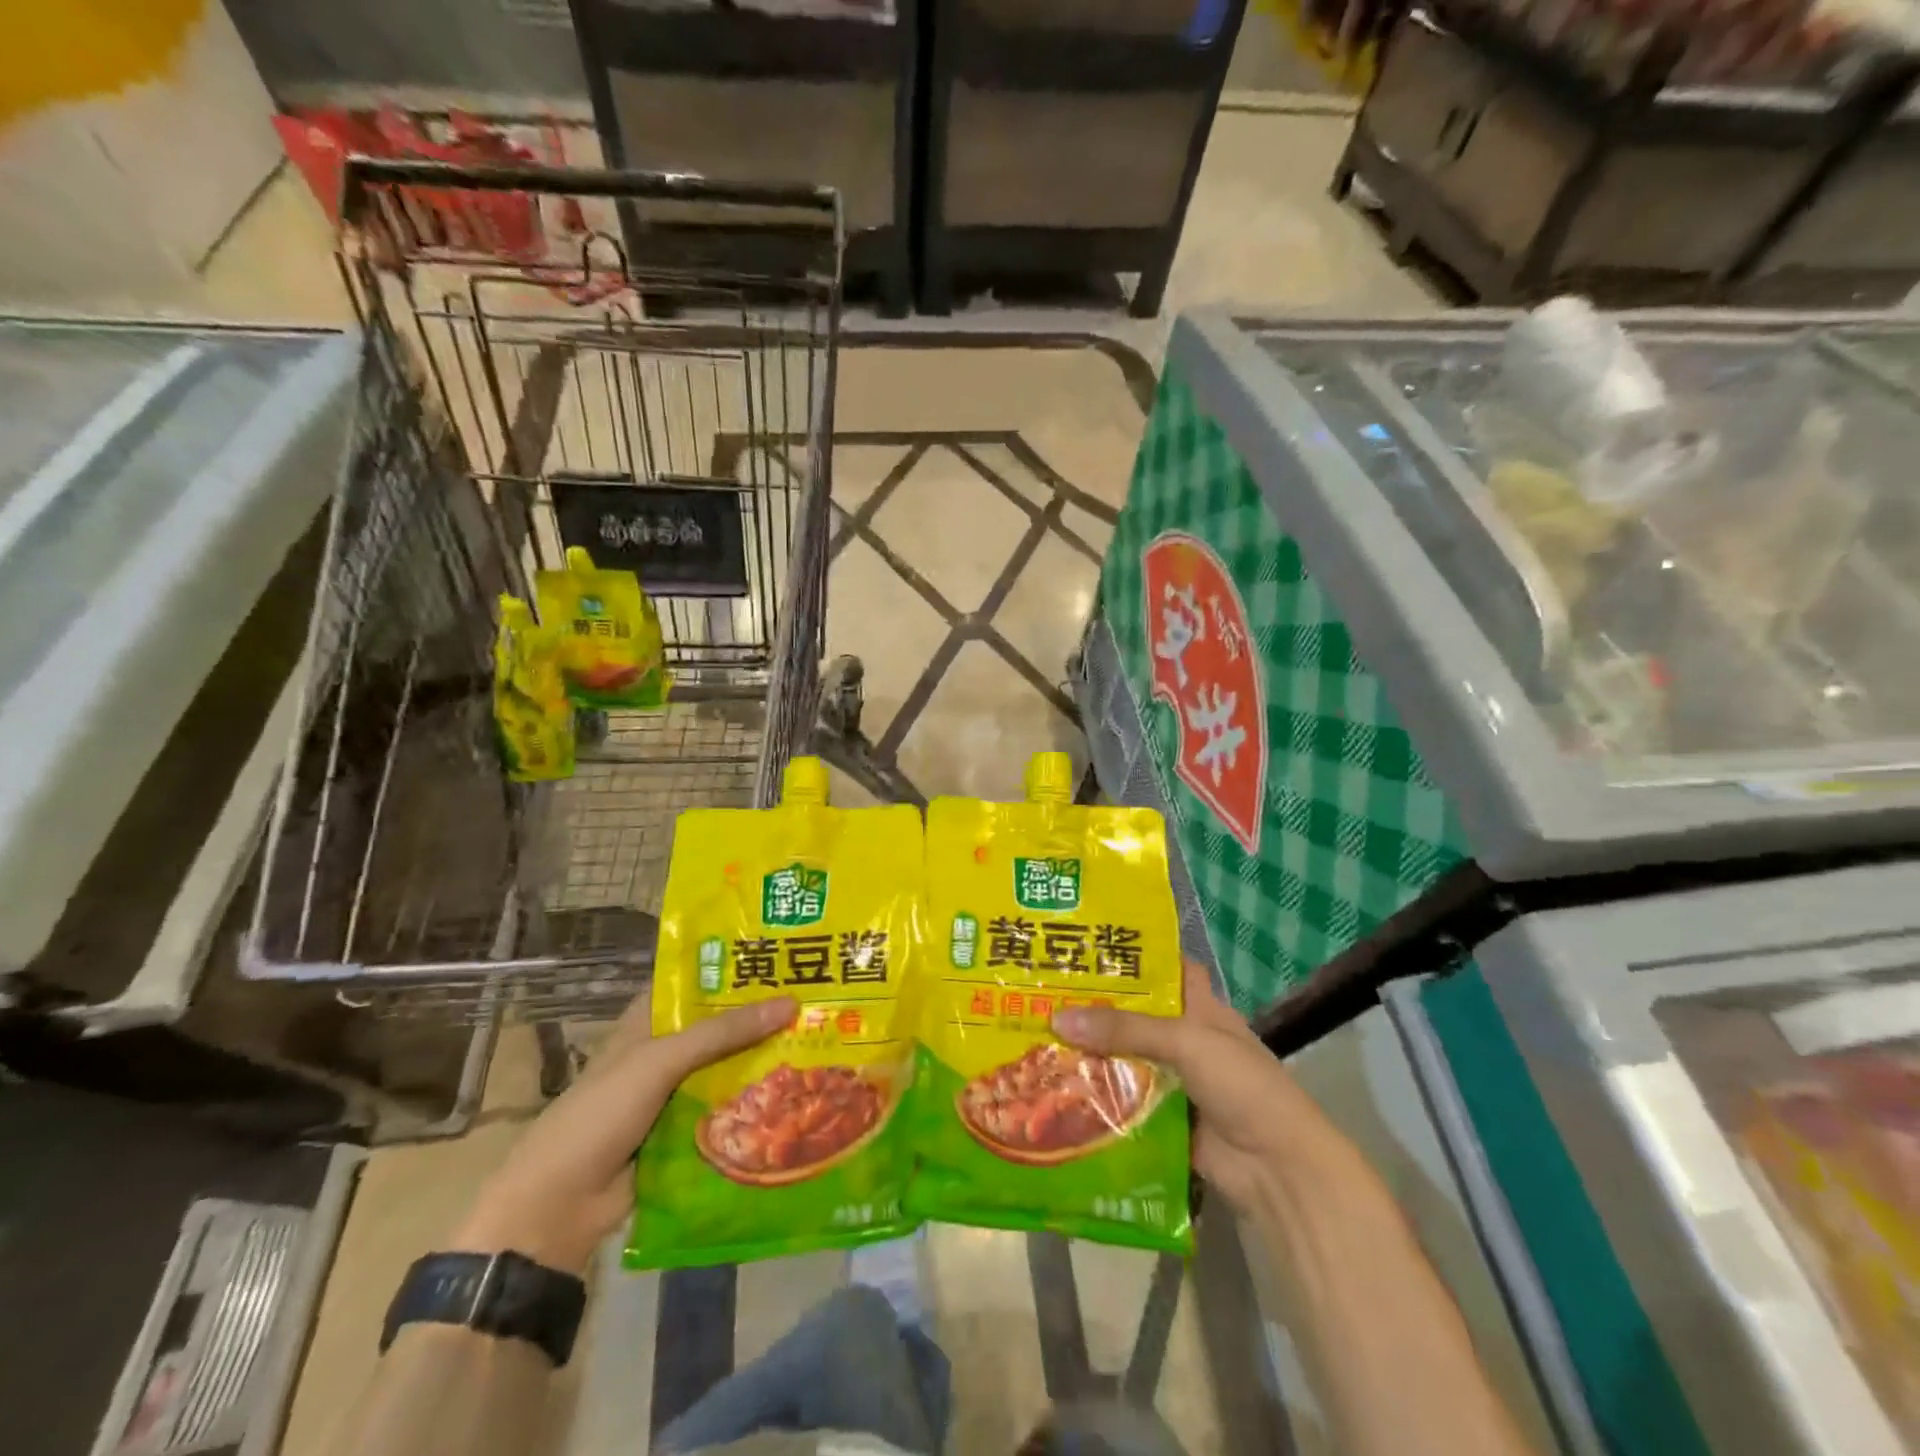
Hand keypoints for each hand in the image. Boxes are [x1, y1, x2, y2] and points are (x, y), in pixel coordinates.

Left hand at [452, 990, 796, 1273]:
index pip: (698, 982)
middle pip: (720, 1026)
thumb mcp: (660, 1061)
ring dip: (764, 1061)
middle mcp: (664, 1051)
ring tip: (820, 1040)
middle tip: (819, 999)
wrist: (557, 1209)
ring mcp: (675, 1094)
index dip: (736, 968)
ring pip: (728, 1068)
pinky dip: (756, 1104)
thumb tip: (791, 1003)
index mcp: (649, 1021)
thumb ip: (723, 1032)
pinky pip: (728, 1110)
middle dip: (762, 1017)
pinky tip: (799, 1093)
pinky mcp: (685, 1133)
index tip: (786, 955)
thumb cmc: (601, 1114)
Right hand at [1053, 960, 1323, 1211]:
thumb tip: (1057, 1018)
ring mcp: (1173, 1080)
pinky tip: (1054, 1086)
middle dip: (1094, 1006)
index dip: (1132, 955)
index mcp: (1201, 1008)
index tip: (1085, 944)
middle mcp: (1185, 1038)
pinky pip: (1121, 1100)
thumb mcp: (1187, 1042)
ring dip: (1088, 1052)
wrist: (1277, 1170)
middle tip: (1042, 991)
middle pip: (1134, 1014)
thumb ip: (1125, 1029)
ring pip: (1123, 1057)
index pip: (1165, 968)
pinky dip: (1094, 1094)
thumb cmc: (1242, 1086)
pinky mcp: (1161, 1119)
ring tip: (1036, 1034)